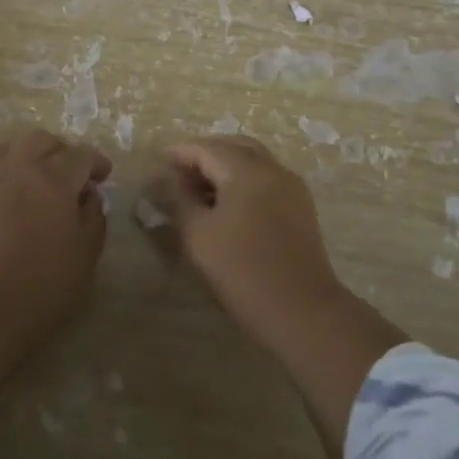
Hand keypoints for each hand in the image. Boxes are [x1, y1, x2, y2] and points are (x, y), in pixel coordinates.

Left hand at [0, 128, 112, 332]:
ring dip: (31, 155)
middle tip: (71, 174)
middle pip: (43, 140)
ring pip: (12, 147)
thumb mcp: (86, 253)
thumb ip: (93, 216)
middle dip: (62, 151)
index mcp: (56, 178)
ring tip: (38, 178)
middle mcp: (21, 167)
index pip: (81, 154)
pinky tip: (11, 194)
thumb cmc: (44, 282)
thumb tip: (89, 195)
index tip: (103, 176)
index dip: (96, 162)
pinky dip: (6, 170)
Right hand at [158, 135, 342, 346]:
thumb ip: (177, 200)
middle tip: (177, 171)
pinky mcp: (300, 207)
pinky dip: (242, 180)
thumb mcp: (198, 235)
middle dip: (204, 154)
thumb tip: (160, 178)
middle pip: (233, 148)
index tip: (156, 159)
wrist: (302, 311)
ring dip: (224, 167)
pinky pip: (266, 179)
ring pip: (252, 162)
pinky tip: (225, 204)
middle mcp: (272, 169)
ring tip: (196, 189)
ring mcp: (291, 187)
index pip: (207, 149)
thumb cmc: (243, 271)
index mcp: (247, 170)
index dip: (179, 152)